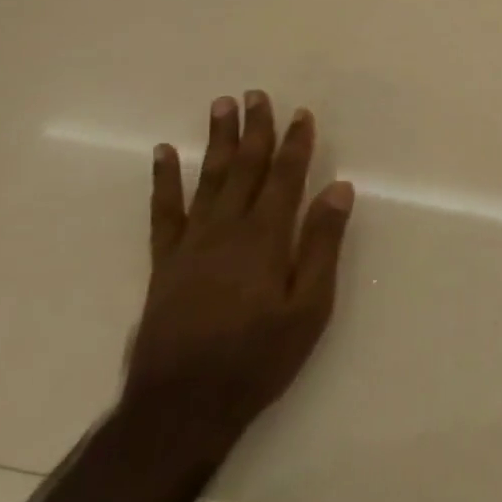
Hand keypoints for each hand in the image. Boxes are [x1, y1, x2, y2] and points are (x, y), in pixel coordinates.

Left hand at [124, 92, 354, 456]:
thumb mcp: (309, 307)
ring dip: (216, 141)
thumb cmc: (259, 358)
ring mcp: (190, 244)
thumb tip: (338, 188)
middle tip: (255, 94)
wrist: (182, 406)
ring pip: (207, 180)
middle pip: (244, 168)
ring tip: (220, 106)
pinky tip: (165, 154)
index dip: (295, 144)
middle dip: (254, 130)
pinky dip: (164, 181)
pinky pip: (164, 212)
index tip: (300, 113)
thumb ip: (322, 244)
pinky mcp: (164, 263)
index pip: (285, 178)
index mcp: (266, 239)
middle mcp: (227, 230)